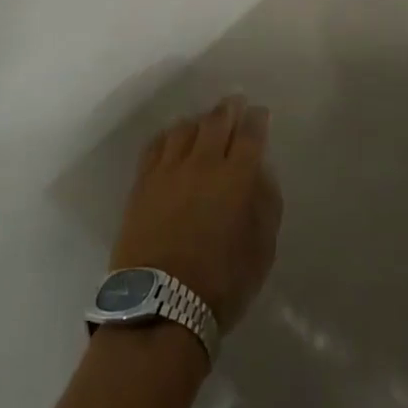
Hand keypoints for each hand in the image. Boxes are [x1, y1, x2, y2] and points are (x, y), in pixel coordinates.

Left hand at [111, 96, 281, 330]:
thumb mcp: (262, 250)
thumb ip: (265, 205)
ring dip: (199, 119)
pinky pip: (156, 145)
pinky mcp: (142, 183)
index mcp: (237, 178)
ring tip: (205, 120)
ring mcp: (168, 171)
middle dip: (229, 109)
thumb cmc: (222, 283)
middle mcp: (203, 164)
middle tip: (235, 102)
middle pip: (216, 122)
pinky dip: (169, 135)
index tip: (260, 112)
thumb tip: (260, 175)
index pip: (250, 135)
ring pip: (184, 129)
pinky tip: (172, 137)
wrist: (160, 305)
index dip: (257, 119)